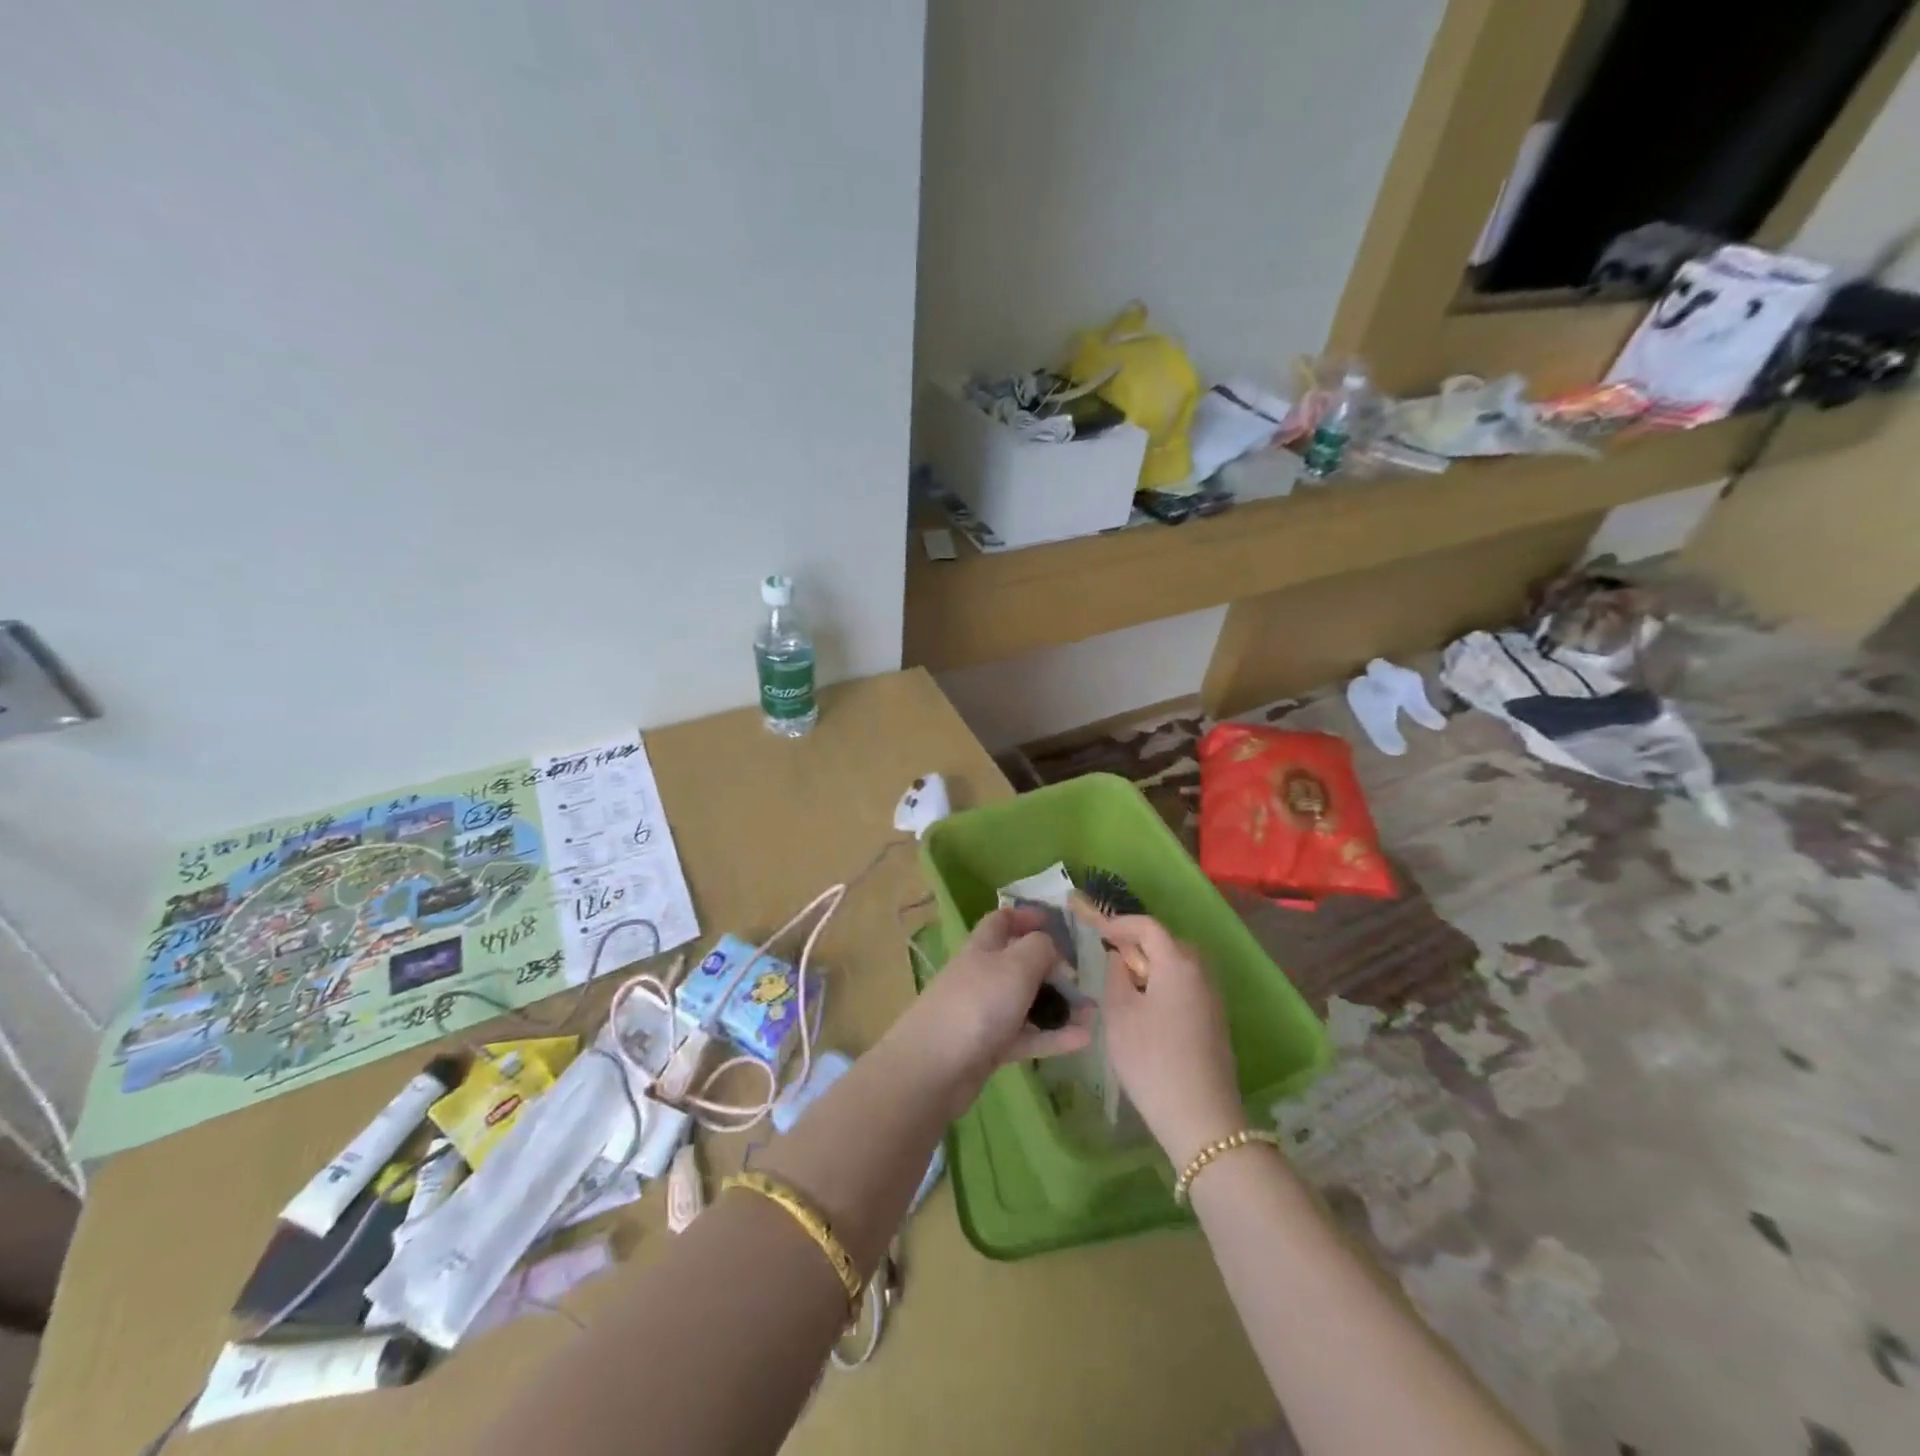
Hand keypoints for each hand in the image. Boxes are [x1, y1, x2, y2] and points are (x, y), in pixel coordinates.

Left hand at [901, 906, 1093, 1090]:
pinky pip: (1027, 1036)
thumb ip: (1040, 949)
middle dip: (1052, 968)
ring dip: (1059, 1006)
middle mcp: (982, 976)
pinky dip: (1053, 1036)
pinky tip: (1083, 1040)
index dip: (1026, 917)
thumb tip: (1052, 948)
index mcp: (982, 947)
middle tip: (1083, 977)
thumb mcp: (1015, 965)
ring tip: (1093, 1014)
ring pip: (1027, 1003)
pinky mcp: (990, 1047)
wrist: (935, 1067)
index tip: (1055, 922)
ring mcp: (985, 1013)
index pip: (1001, 921)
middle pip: (1019, 963)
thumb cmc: (978, 1004)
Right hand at [1100, 915, 1244, 1168]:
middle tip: (1111, 956)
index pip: (1149, 926)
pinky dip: (1166, 984)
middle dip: (1139, 942)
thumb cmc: (1151, 1059)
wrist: (1201, 1118)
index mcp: (1178, 964)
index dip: (1121, 923)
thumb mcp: (1118, 1013)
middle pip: (1169, 942)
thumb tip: (1121, 958)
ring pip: (1180, 965)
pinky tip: (1148, 1008)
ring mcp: (1213, 998)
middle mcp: (1202, 973)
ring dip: (1154, 964)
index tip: (1098, 930)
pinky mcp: (1216, 1021)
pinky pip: (1188, 986)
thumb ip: (1116, 975)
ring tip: (1127, 983)